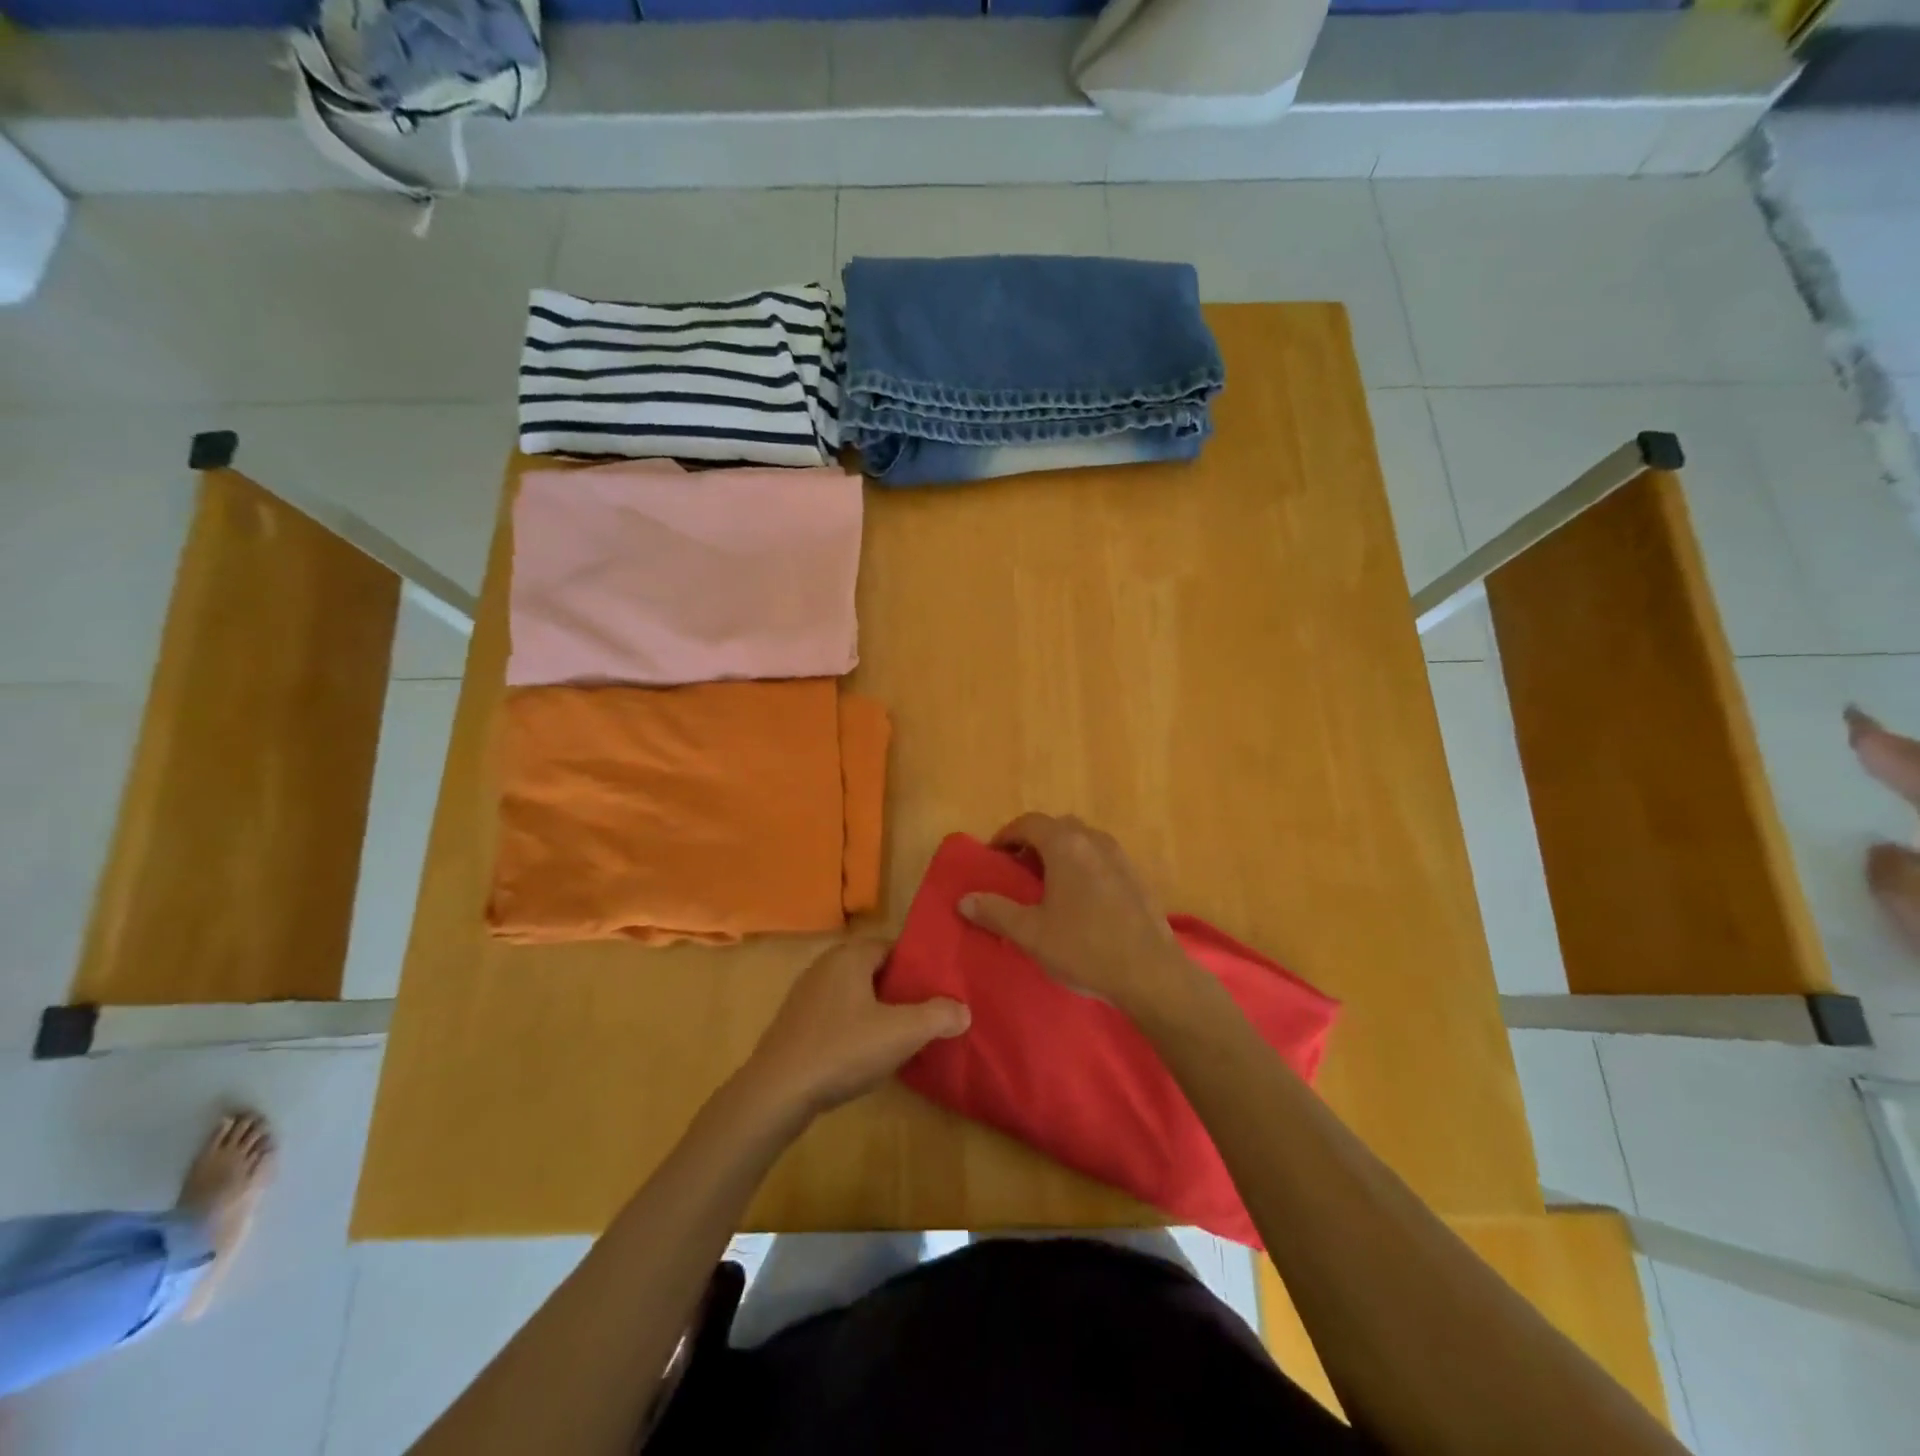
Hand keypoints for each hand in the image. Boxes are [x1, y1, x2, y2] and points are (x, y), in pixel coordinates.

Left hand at [737, 940, 969, 1120]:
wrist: (776, 1093)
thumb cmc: (842, 1050)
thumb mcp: (902, 1033)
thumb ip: (938, 1016)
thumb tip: (963, 1010)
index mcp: (849, 956)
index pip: (893, 948)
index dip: (918, 968)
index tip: (940, 991)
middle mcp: (825, 966)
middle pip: (874, 971)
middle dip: (900, 992)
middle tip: (927, 1015)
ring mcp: (805, 996)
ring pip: (854, 996)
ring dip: (877, 1013)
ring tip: (902, 1038)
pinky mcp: (794, 1025)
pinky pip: (835, 1017)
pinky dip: (854, 1029)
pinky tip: (865, 1056)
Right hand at [958, 813, 1193, 1014]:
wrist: (1151, 973)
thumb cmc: (1084, 948)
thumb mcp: (1031, 934)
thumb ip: (995, 912)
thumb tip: (964, 899)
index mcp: (1065, 846)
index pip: (1030, 823)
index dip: (1007, 835)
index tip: (994, 856)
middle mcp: (1094, 841)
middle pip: (1058, 827)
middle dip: (1034, 841)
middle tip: (1018, 869)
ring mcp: (1120, 858)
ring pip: (1083, 841)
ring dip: (1061, 852)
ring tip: (1048, 884)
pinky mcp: (1137, 877)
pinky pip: (1102, 858)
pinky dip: (1084, 866)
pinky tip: (1081, 900)